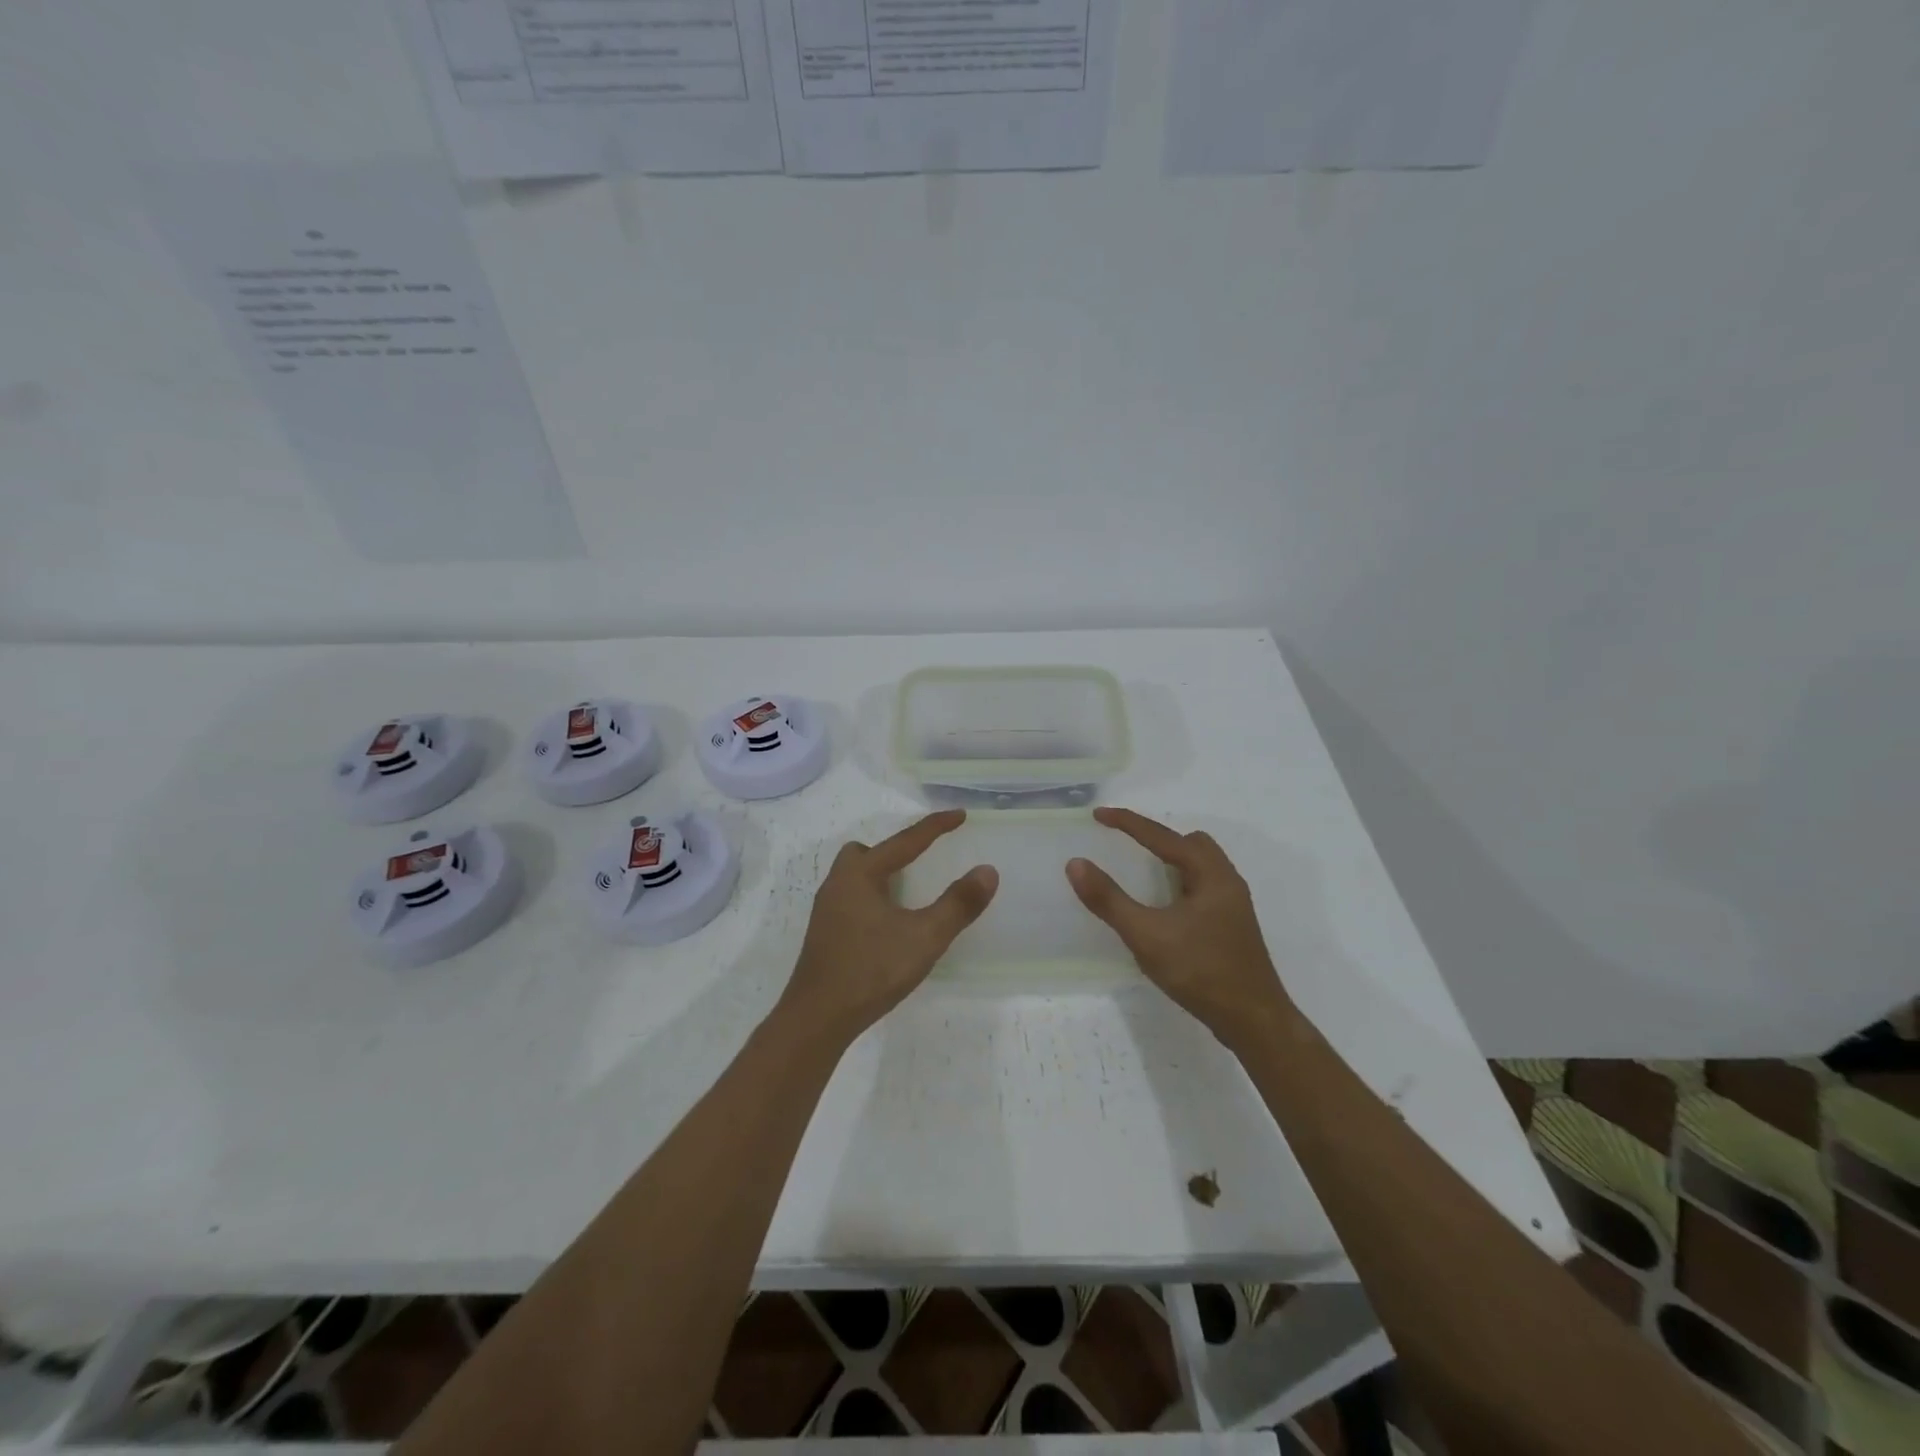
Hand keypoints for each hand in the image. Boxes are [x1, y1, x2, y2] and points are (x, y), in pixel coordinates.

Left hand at [779, 810, 997, 1046]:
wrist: (817, 1018)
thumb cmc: (871, 970)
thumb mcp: (924, 938)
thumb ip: (958, 904)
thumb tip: (987, 871)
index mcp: (861, 875)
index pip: (905, 841)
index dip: (935, 827)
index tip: (960, 815)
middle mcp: (838, 884)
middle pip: (866, 852)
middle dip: (895, 851)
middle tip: (920, 862)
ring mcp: (827, 911)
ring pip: (854, 876)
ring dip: (881, 876)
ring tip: (907, 893)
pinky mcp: (825, 934)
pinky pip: (851, 898)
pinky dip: (872, 898)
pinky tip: (887, 924)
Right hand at [1066, 807, 1293, 1045]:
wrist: (1254, 1021)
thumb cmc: (1201, 972)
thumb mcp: (1147, 935)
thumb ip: (1110, 900)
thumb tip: (1076, 864)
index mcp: (1210, 875)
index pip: (1163, 837)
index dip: (1128, 823)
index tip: (1098, 815)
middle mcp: (1226, 881)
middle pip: (1191, 843)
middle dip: (1157, 839)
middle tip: (1126, 846)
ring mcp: (1233, 906)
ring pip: (1201, 866)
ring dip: (1171, 861)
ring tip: (1143, 873)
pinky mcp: (1232, 926)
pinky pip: (1203, 887)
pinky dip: (1180, 883)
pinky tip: (1165, 909)